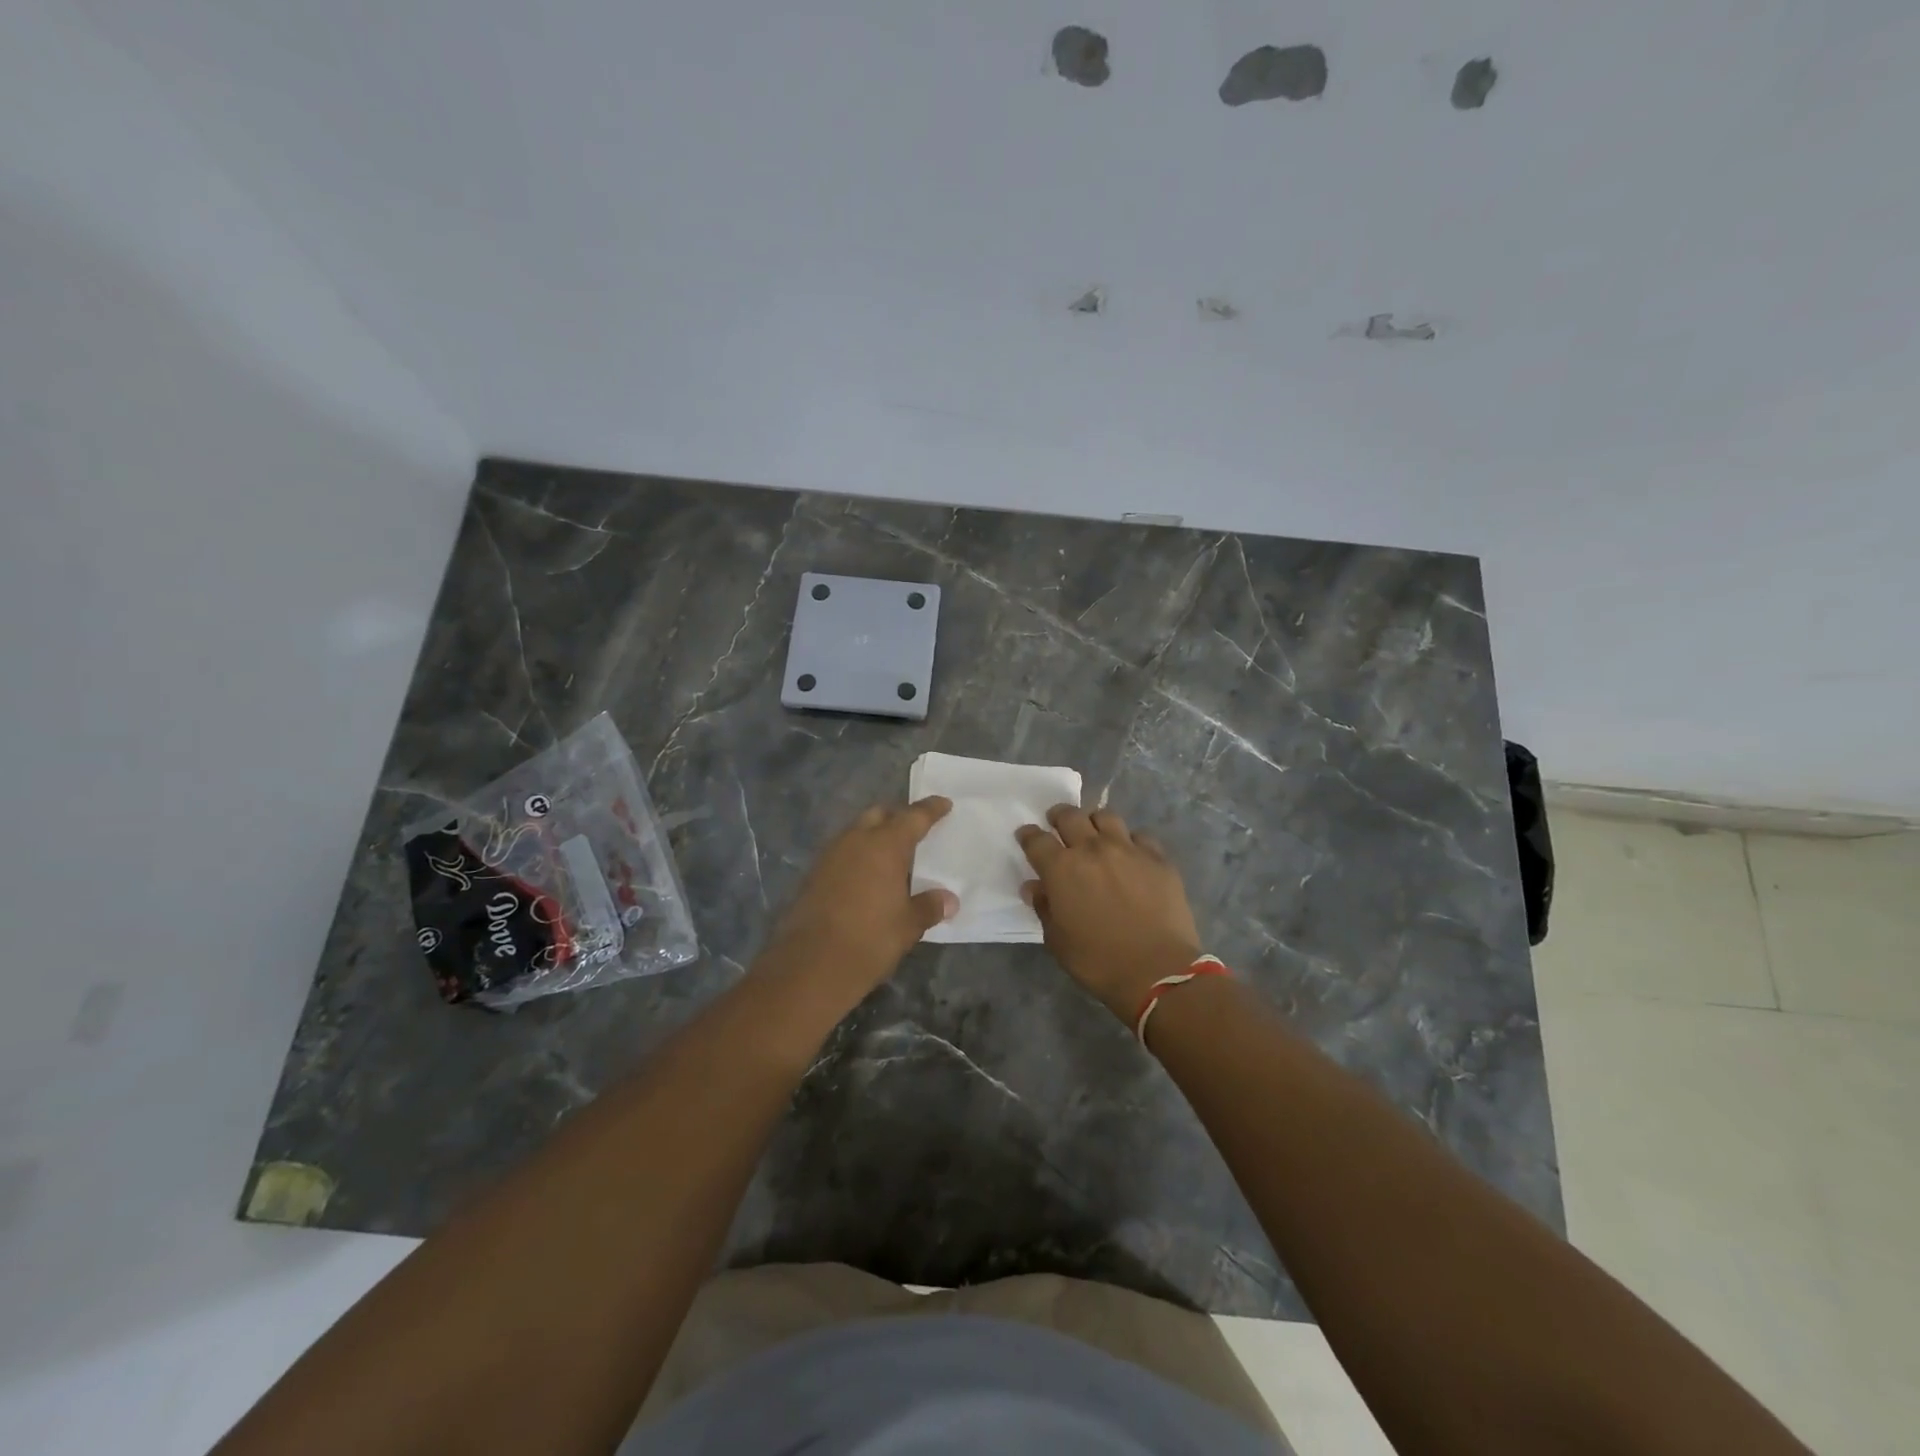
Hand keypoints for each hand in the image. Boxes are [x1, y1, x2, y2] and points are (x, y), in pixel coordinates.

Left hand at [762, 797, 957, 1004]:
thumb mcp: (908, 926)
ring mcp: (829, 856)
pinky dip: (857, 856)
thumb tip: (949, 899)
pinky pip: (842, 853)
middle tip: (915, 829)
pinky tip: (866, 877)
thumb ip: (929, 906)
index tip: (944, 803)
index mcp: (884, 845)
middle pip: (879, 815)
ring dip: (874, 836)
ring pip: (856, 832)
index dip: (931, 809)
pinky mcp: (812, 875)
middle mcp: (855, 841)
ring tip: (892, 855)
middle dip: (897, 817)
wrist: (809, 967)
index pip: (913, 817)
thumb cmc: (869, 940)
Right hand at [1016, 805, 1202, 1022]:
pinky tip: (1131, 854)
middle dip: (1059, 816)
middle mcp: (1092, 849)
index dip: (1028, 835)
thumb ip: (1044, 907)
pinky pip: (1140, 836)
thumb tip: (1034, 887)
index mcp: (1062, 868)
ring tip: (1094, 833)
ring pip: (1106, 817)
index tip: (1026, 836)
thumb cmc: (1098, 961)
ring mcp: (1128, 849)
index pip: (1036, 840)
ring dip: (1094, 822)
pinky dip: (1130, 840)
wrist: (1157, 971)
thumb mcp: (1057, 941)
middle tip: (1057, 823)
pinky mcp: (1158, 858)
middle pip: (1070, 817)